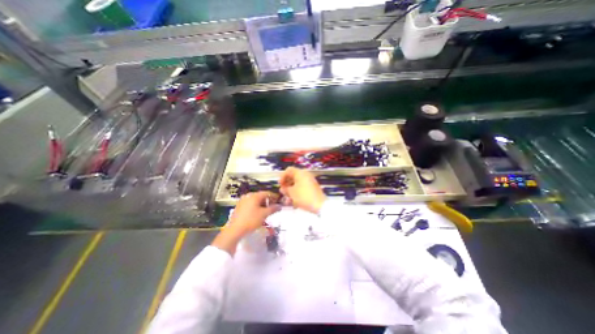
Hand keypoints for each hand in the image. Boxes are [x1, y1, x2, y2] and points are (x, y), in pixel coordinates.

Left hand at [229, 190, 280, 237]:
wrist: (235, 230)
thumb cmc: (251, 220)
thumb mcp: (264, 214)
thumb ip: (273, 209)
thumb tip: (279, 206)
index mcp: (254, 196)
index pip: (267, 193)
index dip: (274, 196)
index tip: (279, 201)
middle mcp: (248, 196)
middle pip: (261, 196)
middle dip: (268, 201)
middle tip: (273, 207)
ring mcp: (242, 201)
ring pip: (255, 200)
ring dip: (261, 204)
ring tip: (266, 211)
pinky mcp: (239, 206)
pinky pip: (250, 204)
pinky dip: (255, 206)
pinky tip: (257, 213)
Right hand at [279, 167, 323, 213]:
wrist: (320, 205)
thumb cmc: (303, 196)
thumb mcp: (292, 193)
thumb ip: (285, 189)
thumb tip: (283, 188)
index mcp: (300, 173)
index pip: (288, 170)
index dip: (282, 176)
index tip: (280, 184)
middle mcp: (306, 175)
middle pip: (293, 176)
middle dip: (287, 184)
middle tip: (283, 191)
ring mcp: (310, 181)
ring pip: (297, 183)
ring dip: (291, 189)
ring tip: (288, 198)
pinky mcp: (313, 187)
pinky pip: (302, 187)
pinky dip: (297, 192)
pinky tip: (294, 200)